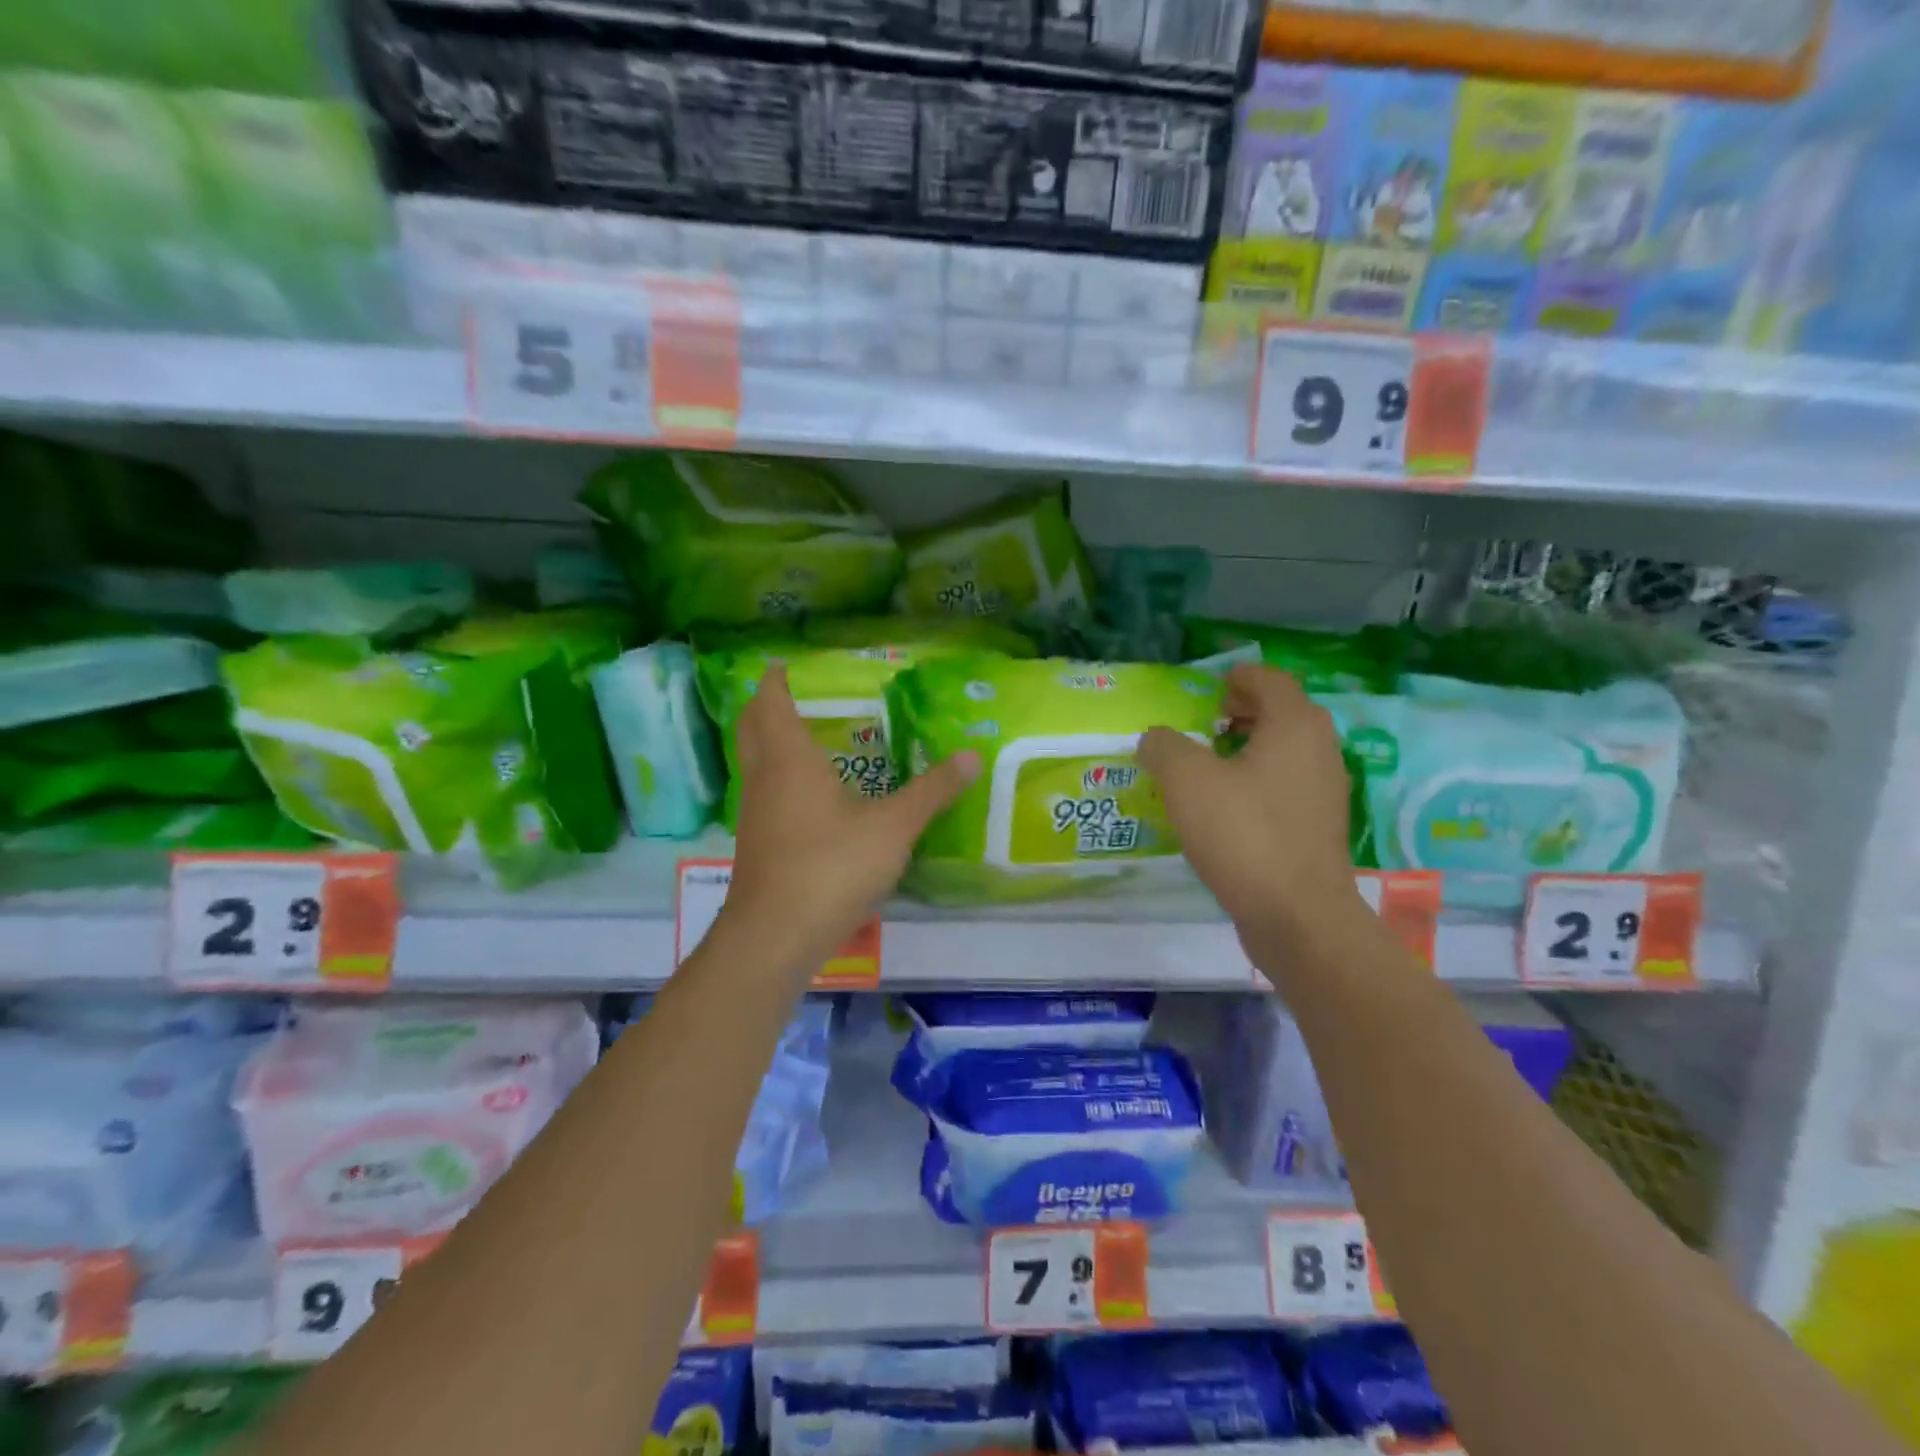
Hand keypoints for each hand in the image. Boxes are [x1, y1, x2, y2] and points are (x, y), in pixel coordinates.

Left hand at [722, 666, 977, 976]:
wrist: (775, 937)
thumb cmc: (831, 867)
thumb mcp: (893, 827)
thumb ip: (932, 791)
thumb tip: (971, 756)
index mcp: (789, 760)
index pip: (770, 702)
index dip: (775, 680)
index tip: (784, 663)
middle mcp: (764, 779)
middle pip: (752, 728)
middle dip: (766, 705)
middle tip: (795, 695)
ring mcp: (753, 814)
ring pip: (754, 762)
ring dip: (771, 743)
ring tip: (807, 738)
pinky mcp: (756, 845)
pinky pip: (763, 794)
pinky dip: (778, 778)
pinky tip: (809, 797)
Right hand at [1137, 664, 1366, 965]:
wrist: (1298, 916)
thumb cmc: (1244, 835)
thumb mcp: (1186, 782)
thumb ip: (1164, 747)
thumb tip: (1156, 739)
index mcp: (1295, 725)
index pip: (1269, 680)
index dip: (1236, 677)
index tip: (1206, 689)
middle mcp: (1320, 749)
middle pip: (1282, 712)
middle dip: (1242, 710)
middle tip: (1203, 723)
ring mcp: (1325, 790)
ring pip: (1285, 751)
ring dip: (1248, 747)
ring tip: (1208, 764)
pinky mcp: (1320, 826)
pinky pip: (1287, 784)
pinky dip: (1258, 779)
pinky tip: (1226, 806)